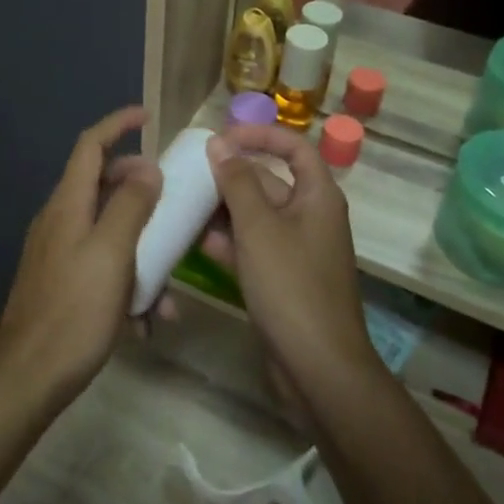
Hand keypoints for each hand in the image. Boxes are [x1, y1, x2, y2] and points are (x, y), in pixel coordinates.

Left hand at [0, 107, 161, 403]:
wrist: (28, 378)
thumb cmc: (75, 311)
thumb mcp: (112, 253)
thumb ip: (131, 206)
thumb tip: (146, 168)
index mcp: (67, 205)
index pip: (90, 146)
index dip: (117, 124)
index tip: (147, 116)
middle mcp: (58, 221)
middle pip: (101, 185)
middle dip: (138, 189)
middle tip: (170, 199)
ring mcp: (57, 253)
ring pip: (107, 231)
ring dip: (140, 248)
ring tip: (169, 285)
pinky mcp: (60, 283)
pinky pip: (101, 266)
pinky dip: (127, 281)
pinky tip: (148, 320)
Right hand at [199, 126, 379, 396]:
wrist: (318, 368)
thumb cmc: (291, 286)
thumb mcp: (259, 227)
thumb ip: (237, 182)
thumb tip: (219, 143)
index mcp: (318, 197)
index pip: (294, 148)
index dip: (260, 135)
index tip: (222, 137)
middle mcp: (310, 217)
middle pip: (270, 181)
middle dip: (231, 176)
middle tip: (189, 173)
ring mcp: (296, 250)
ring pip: (256, 216)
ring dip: (224, 210)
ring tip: (185, 204)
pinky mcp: (281, 278)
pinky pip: (252, 247)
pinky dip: (228, 242)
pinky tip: (196, 242)